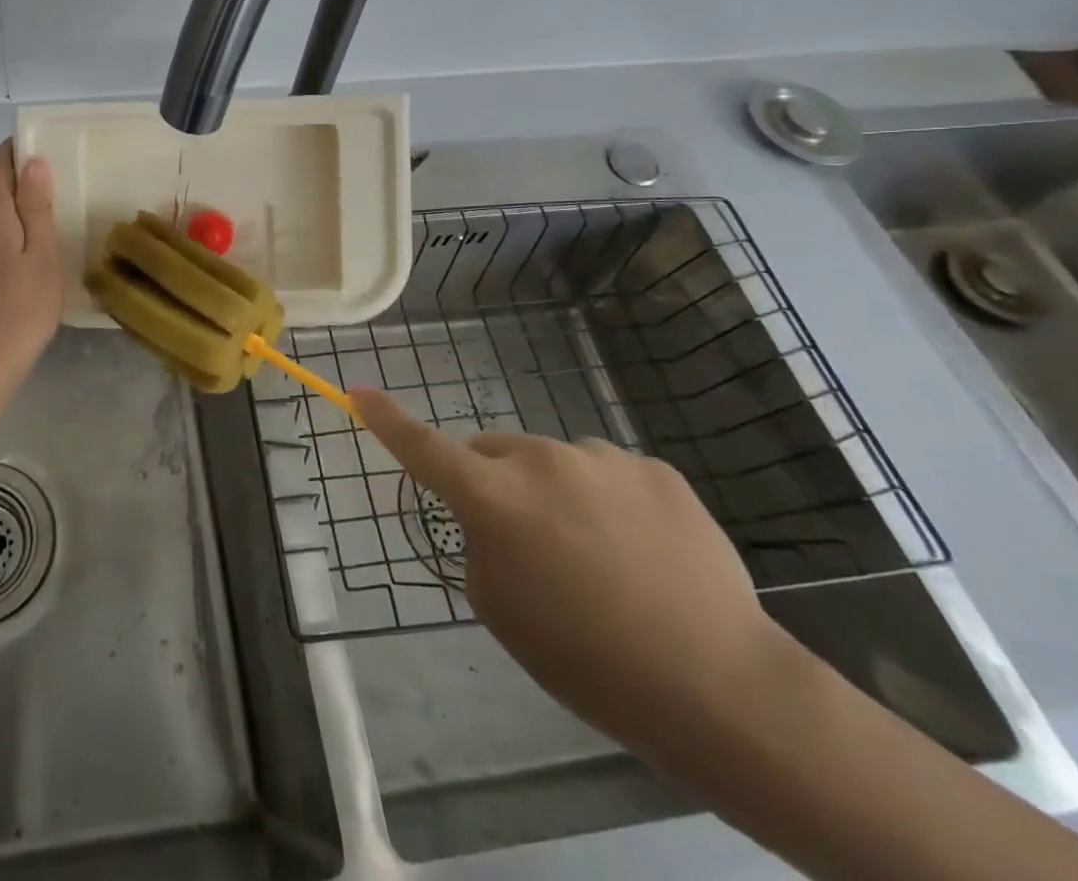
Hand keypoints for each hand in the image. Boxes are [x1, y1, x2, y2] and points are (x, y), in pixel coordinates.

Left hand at [0, 141, 63, 383]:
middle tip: (64, 176)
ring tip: (57, 208)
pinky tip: (38, 244)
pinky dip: (14, 228)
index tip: (45, 142)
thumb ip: (36, 206)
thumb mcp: (42, 253)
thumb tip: (33, 162)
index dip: (16, 149)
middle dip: (23, 176)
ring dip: (21, 204)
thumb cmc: (23, 306)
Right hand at [351, 388, 794, 750]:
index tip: (358, 391)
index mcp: (493, 498)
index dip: (385, 419)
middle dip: (496, 482)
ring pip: (554, 463)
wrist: (720, 687)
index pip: (422, 447)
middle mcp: (540, 460)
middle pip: (494, 452)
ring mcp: (601, 458)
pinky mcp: (654, 468)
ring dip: (557, 494)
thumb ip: (479, 541)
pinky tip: (644, 553)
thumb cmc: (586, 659)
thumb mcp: (499, 606)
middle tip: (530, 544)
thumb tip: (494, 513)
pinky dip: (610, 502)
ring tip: (602, 559)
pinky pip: (609, 474)